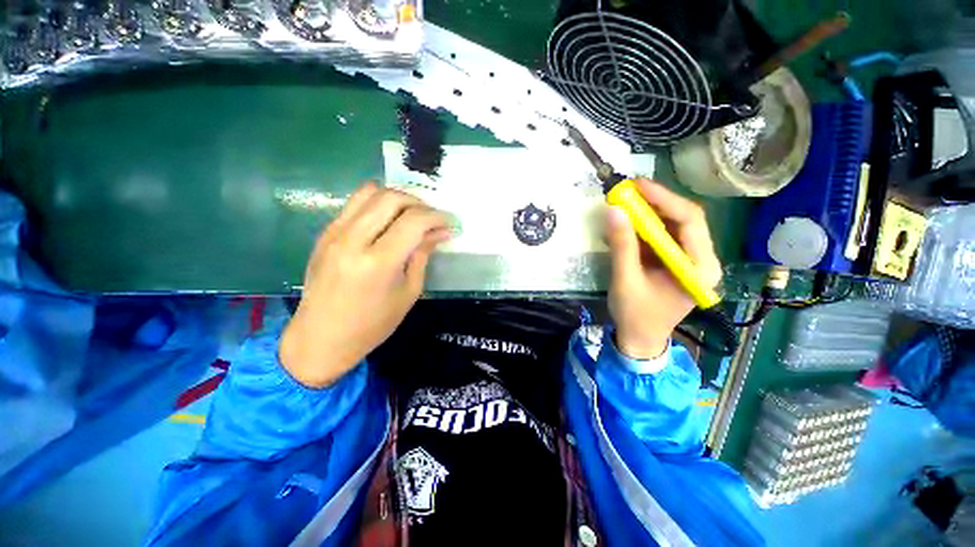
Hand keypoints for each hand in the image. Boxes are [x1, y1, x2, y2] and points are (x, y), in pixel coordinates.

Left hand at [279, 183, 450, 386]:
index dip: (437, 217)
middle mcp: (352, 240)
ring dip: (398, 199)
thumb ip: (423, 255)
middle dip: (419, 203)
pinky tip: (389, 221)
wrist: (321, 338)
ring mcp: (334, 233)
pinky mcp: (325, 233)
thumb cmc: (372, 324)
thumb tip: (441, 232)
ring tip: (412, 216)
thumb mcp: (408, 292)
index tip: (450, 222)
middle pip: (391, 198)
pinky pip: (355, 204)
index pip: (413, 221)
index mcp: (378, 262)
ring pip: (370, 192)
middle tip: (433, 219)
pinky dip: (378, 204)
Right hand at [605, 179, 721, 358]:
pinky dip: (644, 227)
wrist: (640, 338)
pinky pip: (662, 236)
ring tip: (624, 202)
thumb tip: (613, 210)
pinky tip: (627, 223)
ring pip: (672, 225)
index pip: (690, 221)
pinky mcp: (675, 261)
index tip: (636, 186)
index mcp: (698, 267)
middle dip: (655, 202)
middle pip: (684, 219)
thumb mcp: (625, 280)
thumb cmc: (635, 315)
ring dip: (648, 212)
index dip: (664, 199)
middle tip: (627, 191)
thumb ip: (621, 245)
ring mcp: (688, 260)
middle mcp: (701, 259)